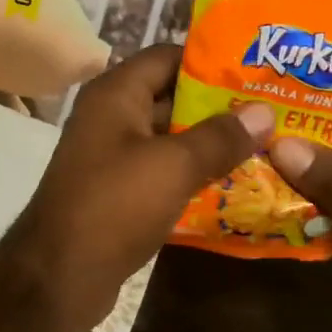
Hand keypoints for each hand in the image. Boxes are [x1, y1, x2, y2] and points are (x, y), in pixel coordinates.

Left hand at [2, 43, 274, 331]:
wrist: (59, 276)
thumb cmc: (115, 206)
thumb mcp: (173, 166)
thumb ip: (220, 136)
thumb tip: (264, 111)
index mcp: (115, 94)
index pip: (168, 56)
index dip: (212, 61)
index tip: (259, 71)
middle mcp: (111, 117)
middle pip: (171, 97)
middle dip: (219, 105)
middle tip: (272, 111)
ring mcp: (112, 155)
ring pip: (169, 138)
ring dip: (210, 143)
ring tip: (264, 144)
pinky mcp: (118, 191)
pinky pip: (161, 171)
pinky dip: (192, 174)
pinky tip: (233, 183)